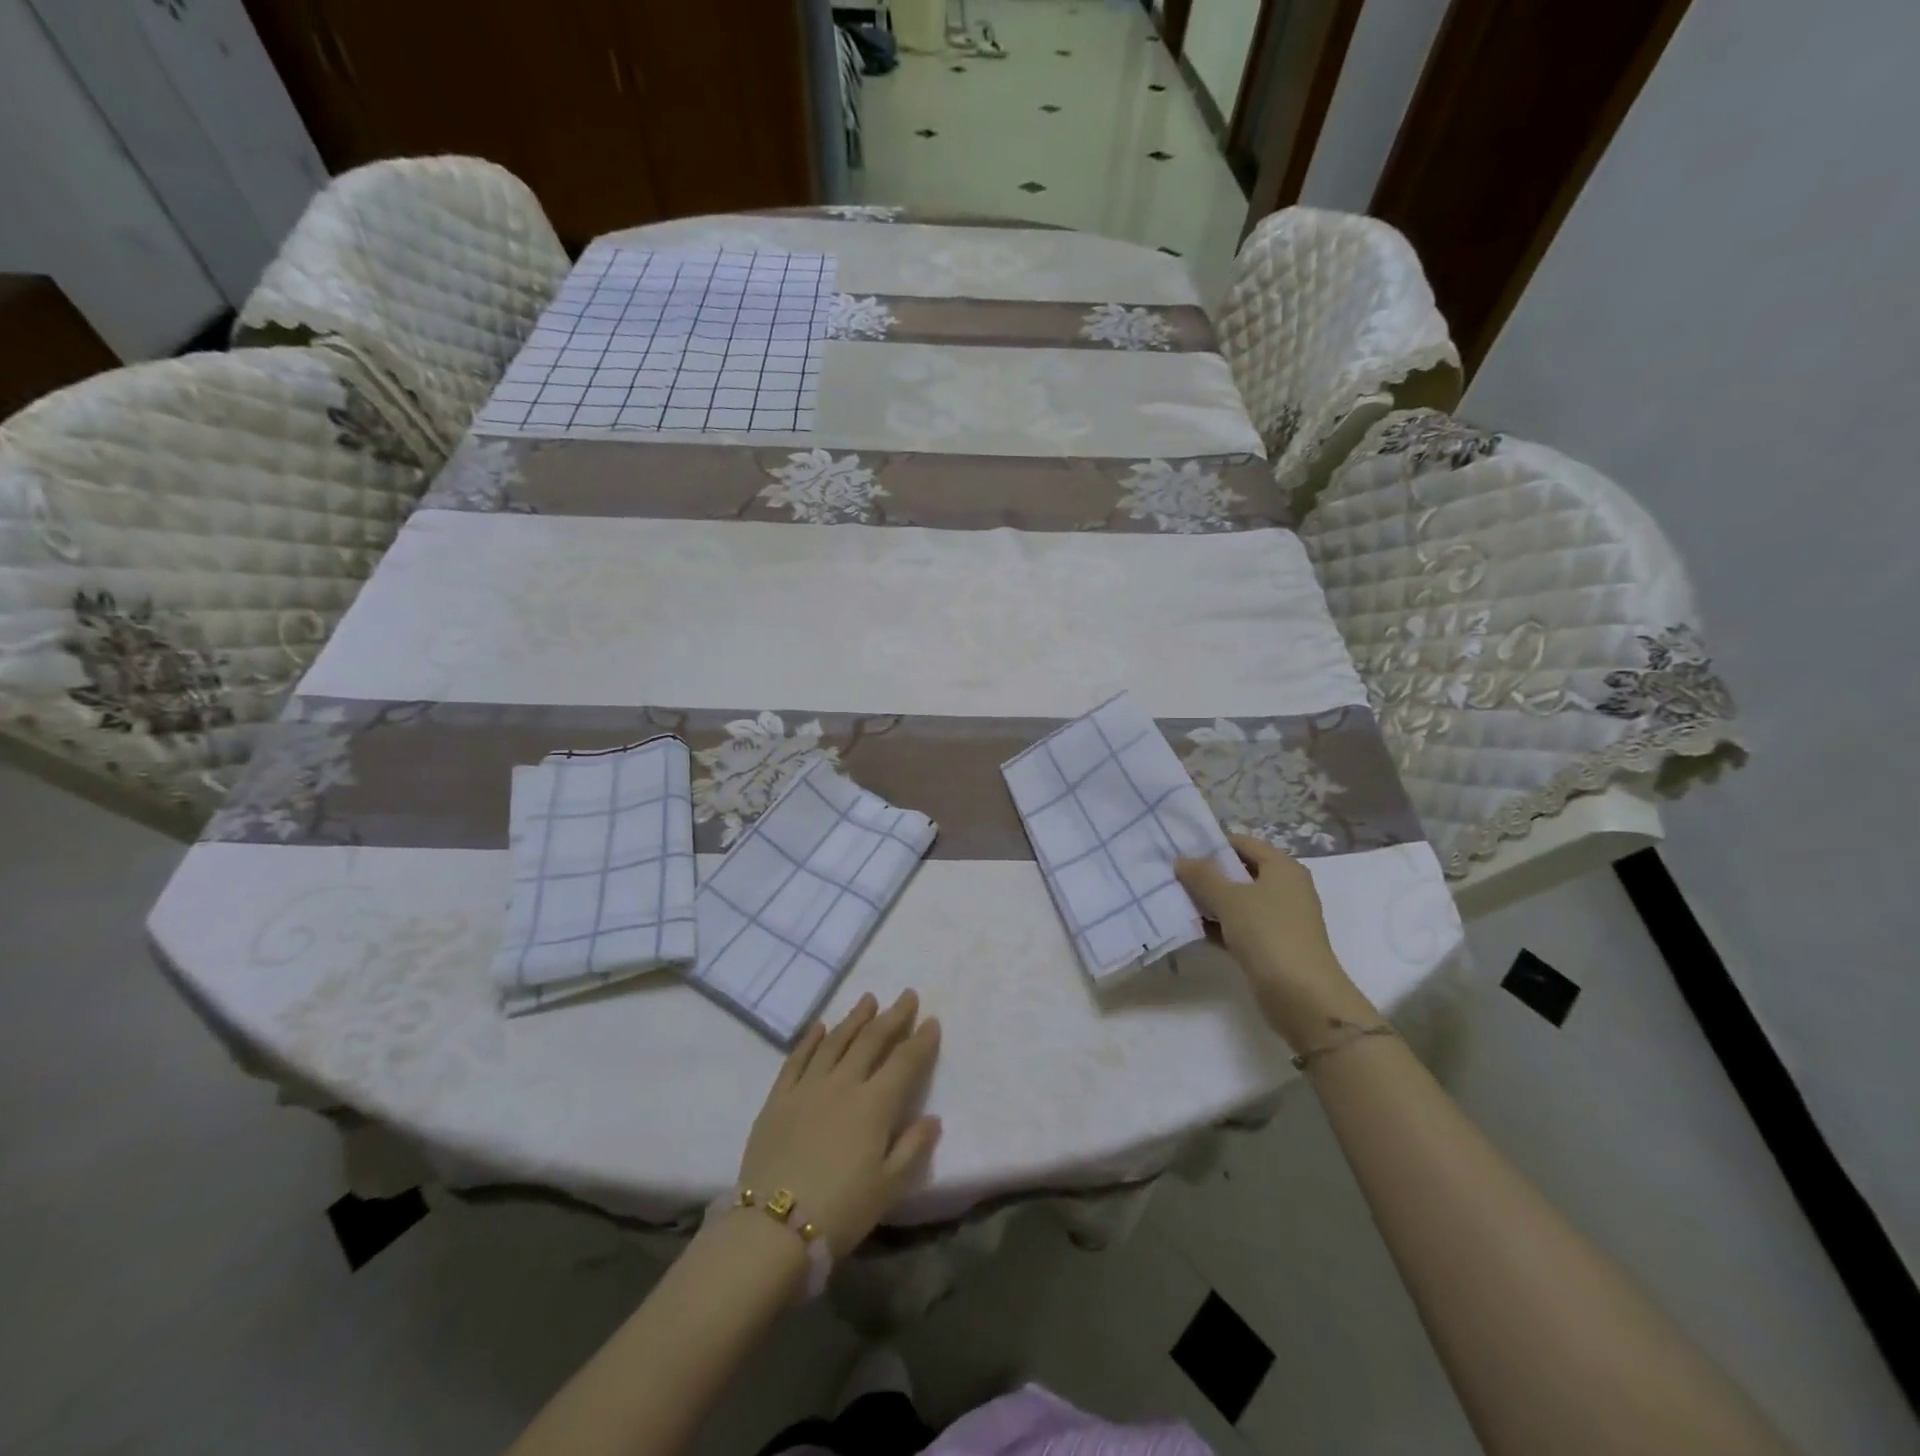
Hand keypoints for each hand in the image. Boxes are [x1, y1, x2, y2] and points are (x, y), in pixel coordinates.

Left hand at [736, 991, 941, 1256]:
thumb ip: (913, 1148)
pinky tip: (820, 1027)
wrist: (772, 1228)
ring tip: (868, 999)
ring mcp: (808, 1087)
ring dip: (855, 1018)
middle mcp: (843, 1084)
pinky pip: (797, 1058)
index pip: (904, 1062)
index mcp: (874, 1105)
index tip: (931, 1020)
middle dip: (893, 1016)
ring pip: (836, 1041)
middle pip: (872, 1040)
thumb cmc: (840, 1211)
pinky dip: (810, 1039)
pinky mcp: (778, 1098)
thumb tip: (932, 1118)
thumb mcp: (888, 1188)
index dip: (921, 1040)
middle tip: (906, 995)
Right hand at [1176, 834, 1376, 1049]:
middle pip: (1239, 871)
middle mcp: (1284, 888)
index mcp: (1282, 868)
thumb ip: (1203, 876)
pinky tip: (1191, 927)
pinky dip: (1218, 925)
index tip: (1180, 850)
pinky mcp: (1271, 945)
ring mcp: (1279, 918)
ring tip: (1175, 899)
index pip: (1243, 843)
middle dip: (1207, 874)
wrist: (1302, 996)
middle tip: (1172, 875)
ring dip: (1209, 901)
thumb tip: (1181, 860)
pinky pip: (1239, 926)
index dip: (1212, 844)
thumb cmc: (1268, 934)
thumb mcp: (1230, 898)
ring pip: (1237, 900)